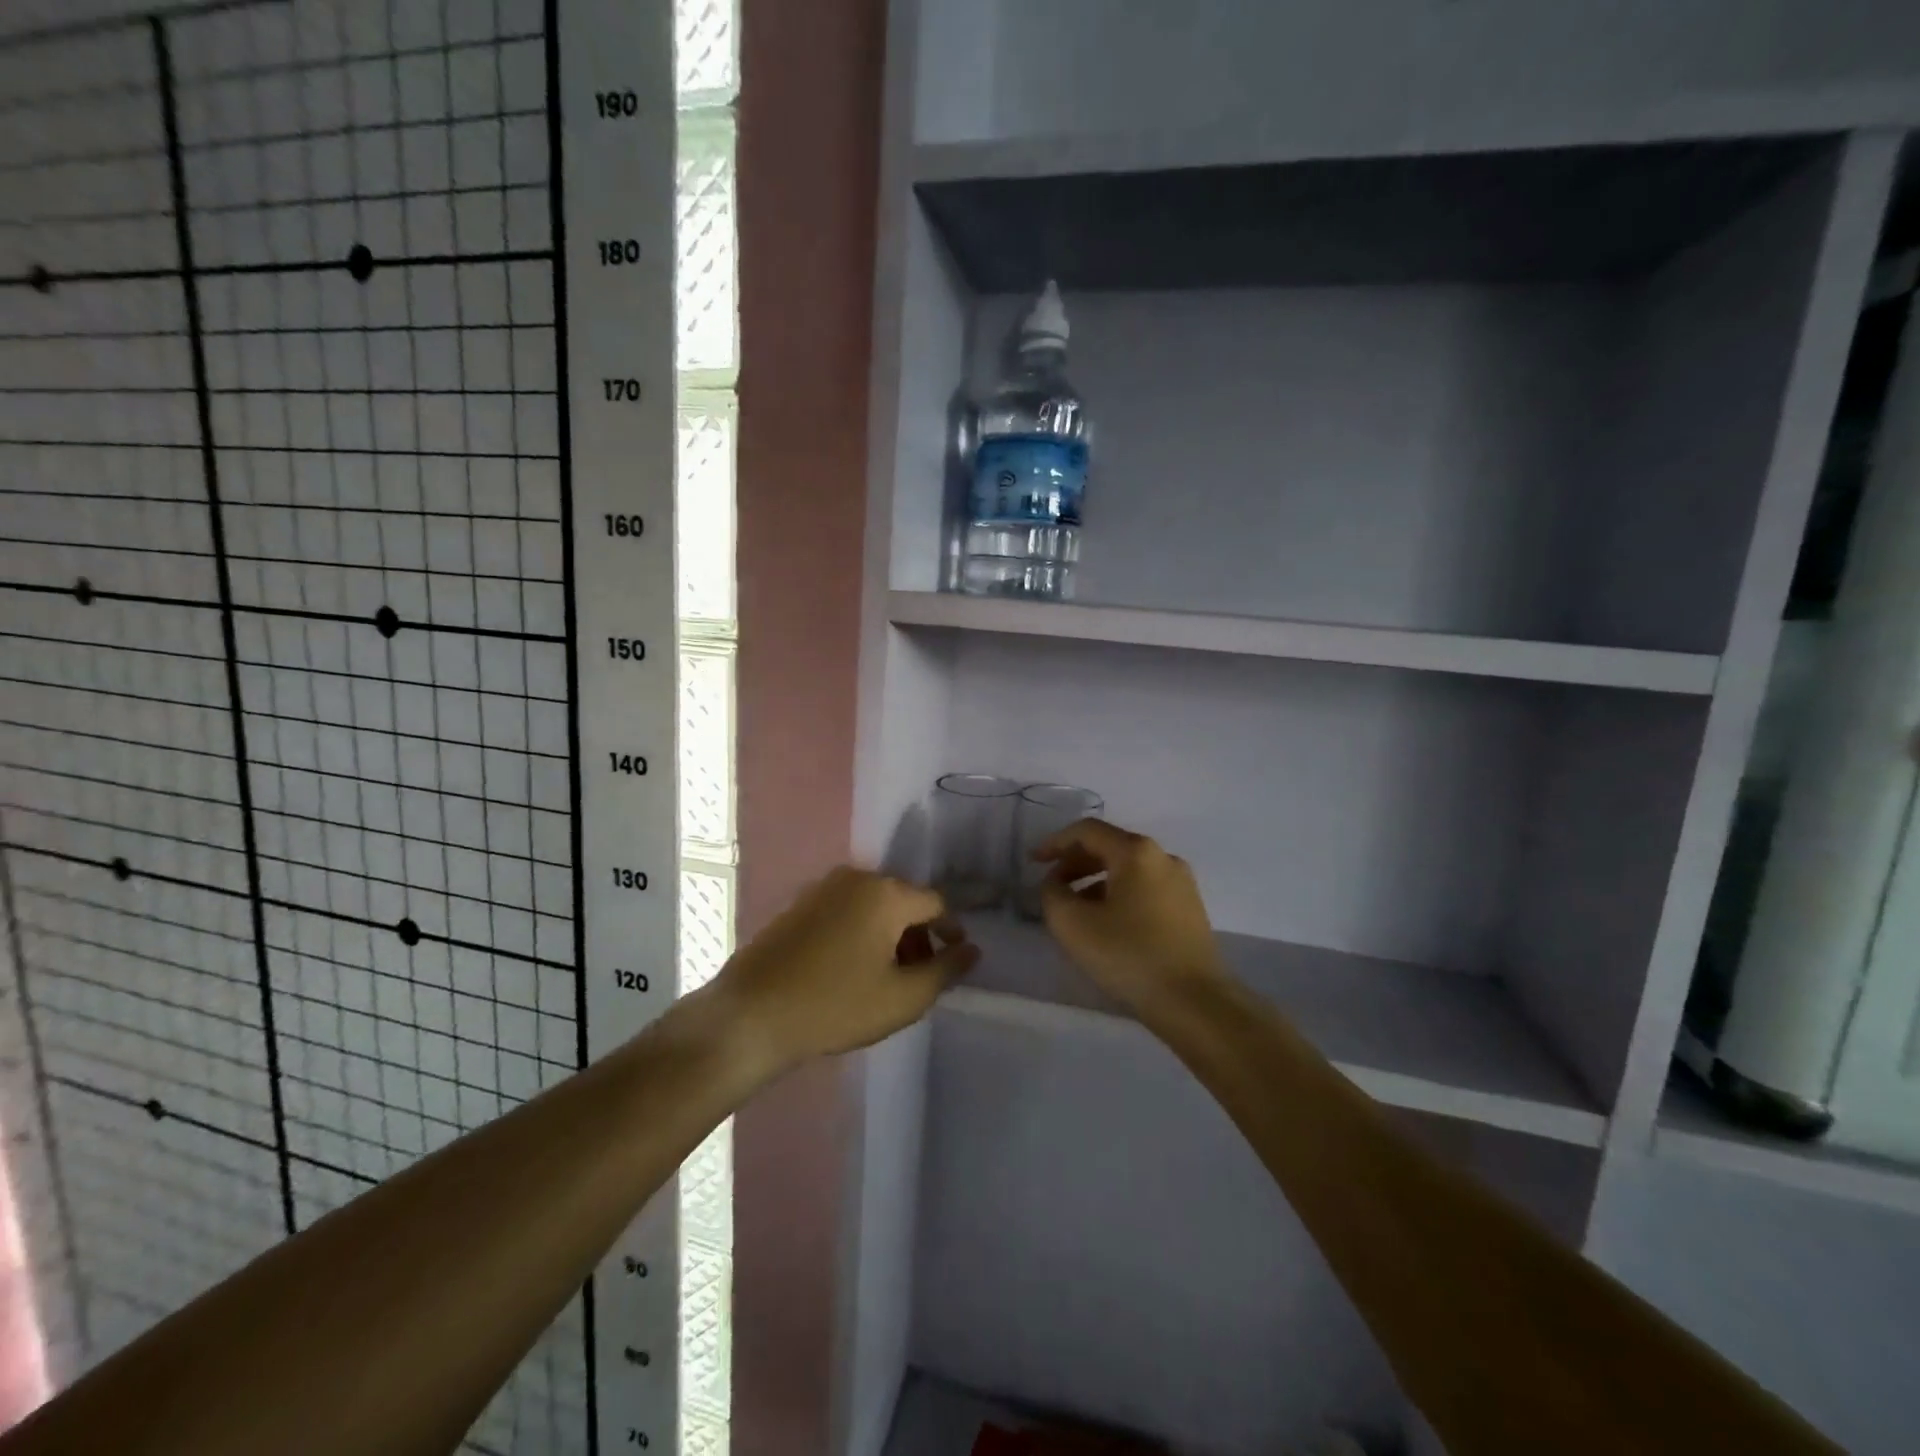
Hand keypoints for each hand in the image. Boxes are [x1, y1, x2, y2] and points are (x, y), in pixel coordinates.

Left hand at [713, 867, 978, 1069]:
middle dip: (918, 936)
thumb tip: (972, 949)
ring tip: (885, 977)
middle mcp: (857, 878)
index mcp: (887, 893)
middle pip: (904, 901)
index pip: (937, 903)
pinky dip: (860, 932)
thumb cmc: (836, 1005)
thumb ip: (945, 970)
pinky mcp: (799, 904)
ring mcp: (823, 888)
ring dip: (889, 935)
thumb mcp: (903, 998)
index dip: (951, 932)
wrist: (751, 1014)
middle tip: (918, 976)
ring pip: (874, 906)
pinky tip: (850, 969)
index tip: (953, 961)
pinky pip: (845, 910)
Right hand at [1034, 819, 1226, 1015]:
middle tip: (1052, 886)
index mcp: (1136, 852)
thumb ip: (1053, 894)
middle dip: (1075, 863)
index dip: (1055, 843)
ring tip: (1075, 909)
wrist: (1195, 1002)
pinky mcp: (1190, 908)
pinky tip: (1107, 924)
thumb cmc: (1130, 955)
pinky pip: (1145, 888)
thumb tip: (1055, 884)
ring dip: (1095, 881)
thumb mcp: (1073, 925)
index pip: (1087, 831)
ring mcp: (1182, 883)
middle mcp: (1163, 857)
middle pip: (1110, 846)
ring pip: (1128, 869)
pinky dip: (1118, 895)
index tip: (1033, 862)